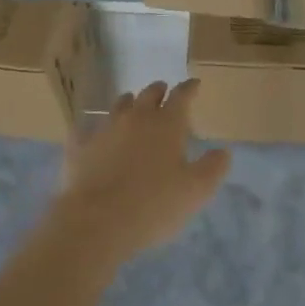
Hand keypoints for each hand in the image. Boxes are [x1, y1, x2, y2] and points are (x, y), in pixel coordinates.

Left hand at [54, 80, 229, 267]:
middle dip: (159, 91)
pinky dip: (93, 129)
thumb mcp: (195, 191)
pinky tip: (92, 135)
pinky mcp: (81, 146)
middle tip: (164, 93)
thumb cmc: (154, 205)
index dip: (190, 88)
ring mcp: (106, 128)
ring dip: (130, 104)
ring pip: (120, 105)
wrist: (97, 221)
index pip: (182, 95)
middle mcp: (136, 117)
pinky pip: (86, 129)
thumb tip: (223, 151)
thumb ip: (212, 168)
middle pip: (149, 93)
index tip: (195, 84)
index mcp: (167, 123)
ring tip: (133, 107)